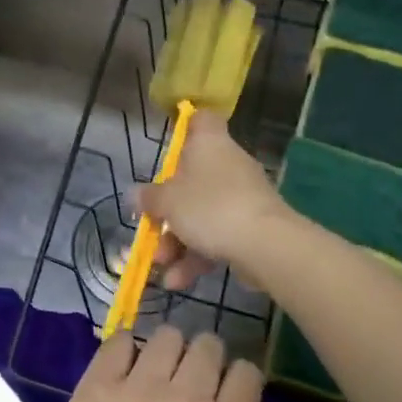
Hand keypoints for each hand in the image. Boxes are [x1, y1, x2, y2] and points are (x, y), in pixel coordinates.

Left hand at [36, 326, 336, 401]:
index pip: (247, 370)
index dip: (241, 386)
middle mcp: (185, 396)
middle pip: (208, 345)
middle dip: (208, 364)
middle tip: (193, 394)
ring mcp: (136, 386)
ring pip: (167, 336)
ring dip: (170, 353)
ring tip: (160, 383)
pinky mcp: (97, 384)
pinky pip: (119, 339)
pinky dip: (126, 350)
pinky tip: (127, 375)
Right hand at [136, 111, 292, 291]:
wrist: (265, 244)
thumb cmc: (210, 207)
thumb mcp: (167, 202)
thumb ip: (149, 198)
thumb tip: (136, 194)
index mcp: (209, 144)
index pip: (201, 120)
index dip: (185, 128)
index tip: (169, 148)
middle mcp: (228, 164)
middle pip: (192, 179)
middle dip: (168, 211)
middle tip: (151, 230)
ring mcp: (242, 197)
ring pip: (202, 214)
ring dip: (177, 242)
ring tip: (161, 267)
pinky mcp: (251, 227)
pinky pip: (217, 237)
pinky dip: (197, 257)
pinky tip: (178, 281)